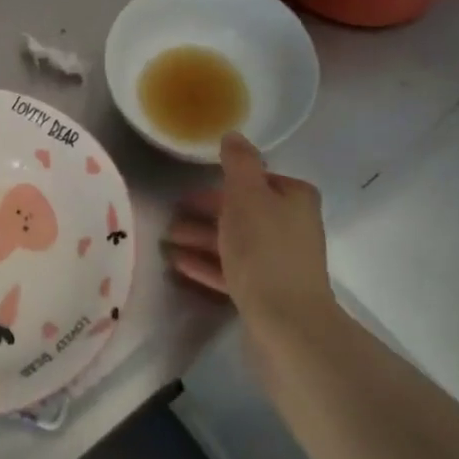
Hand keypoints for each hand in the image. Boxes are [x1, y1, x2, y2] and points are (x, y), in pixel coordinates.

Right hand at [165, 132, 336, 347]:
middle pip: (241, 211)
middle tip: (169, 215)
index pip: (255, 180)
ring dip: (199, 238)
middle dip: (204, 213)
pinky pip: (231, 269)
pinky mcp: (267, 292)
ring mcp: (279, 262)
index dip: (220, 184)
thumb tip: (233, 135)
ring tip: (164, 241)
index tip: (188, 190)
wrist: (287, 323)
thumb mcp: (247, 195)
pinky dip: (206, 263)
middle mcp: (291, 227)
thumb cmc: (265, 249)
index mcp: (294, 199)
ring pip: (233, 242)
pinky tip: (177, 263)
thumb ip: (238, 162)